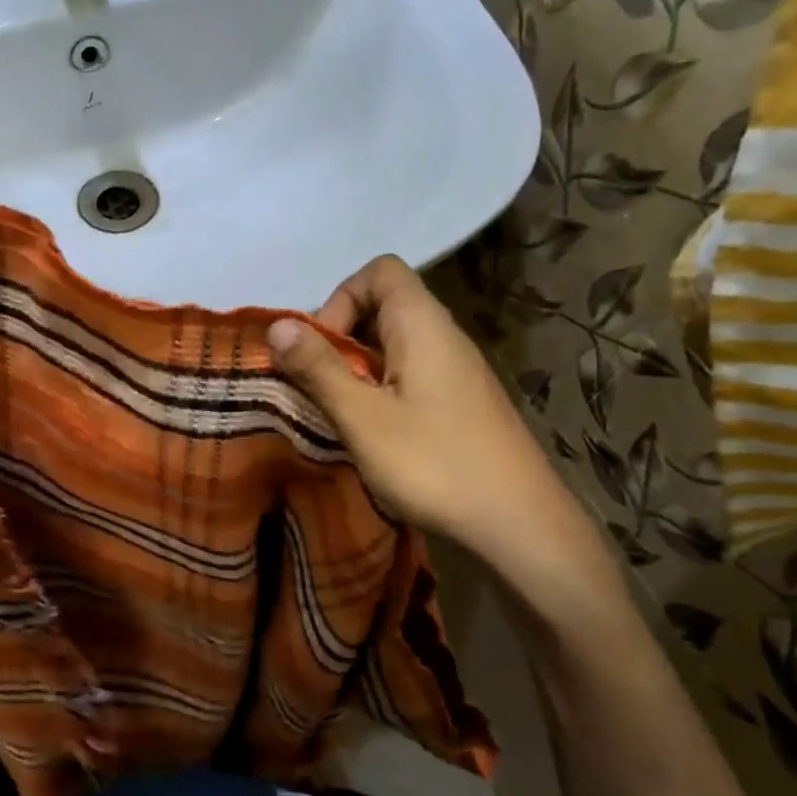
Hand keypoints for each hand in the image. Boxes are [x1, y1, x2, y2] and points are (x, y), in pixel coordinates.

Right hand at [268, 256, 614, 595]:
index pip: (380, 271)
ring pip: (395, 344)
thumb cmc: (434, 464)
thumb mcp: (363, 418)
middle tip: (320, 384)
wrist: (519, 524)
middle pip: (385, 305)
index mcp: (423, 325)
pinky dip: (381, 389)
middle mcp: (444, 336)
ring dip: (358, 368)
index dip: (341, 298)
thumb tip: (277, 325)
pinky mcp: (461, 402)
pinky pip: (410, 373)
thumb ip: (319, 368)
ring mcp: (457, 371)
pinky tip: (373, 432)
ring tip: (340, 411)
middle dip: (341, 337)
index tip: (321, 348)